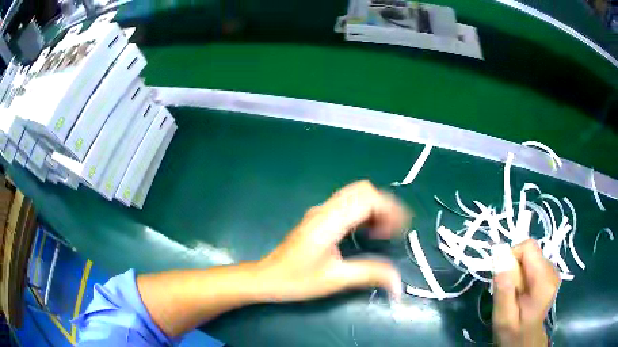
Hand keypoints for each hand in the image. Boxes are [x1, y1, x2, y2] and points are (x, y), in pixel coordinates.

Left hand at [255, 180, 409, 302]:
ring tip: (381, 233)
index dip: (389, 209)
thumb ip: (370, 275)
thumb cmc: (296, 280)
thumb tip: (398, 281)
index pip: (366, 198)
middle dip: (384, 207)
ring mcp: (320, 212)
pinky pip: (347, 205)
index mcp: (329, 221)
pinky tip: (366, 232)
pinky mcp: (319, 218)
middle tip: (391, 231)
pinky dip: (363, 213)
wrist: (266, 278)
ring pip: (355, 195)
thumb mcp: (335, 280)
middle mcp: (325, 210)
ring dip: (374, 209)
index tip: (399, 231)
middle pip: (362, 190)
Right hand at [493, 239, 559, 345]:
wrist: (526, 342)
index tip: (501, 276)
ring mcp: (553, 271)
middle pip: (530, 251)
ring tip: (514, 292)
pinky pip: (533, 262)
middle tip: (507, 290)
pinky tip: (521, 290)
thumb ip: (503, 290)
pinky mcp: (550, 273)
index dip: (511, 256)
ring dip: (518, 271)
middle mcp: (552, 270)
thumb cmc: (513, 333)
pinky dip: (523, 273)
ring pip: (531, 256)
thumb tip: (500, 258)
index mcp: (544, 281)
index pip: (528, 247)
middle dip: (514, 266)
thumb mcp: (503, 317)